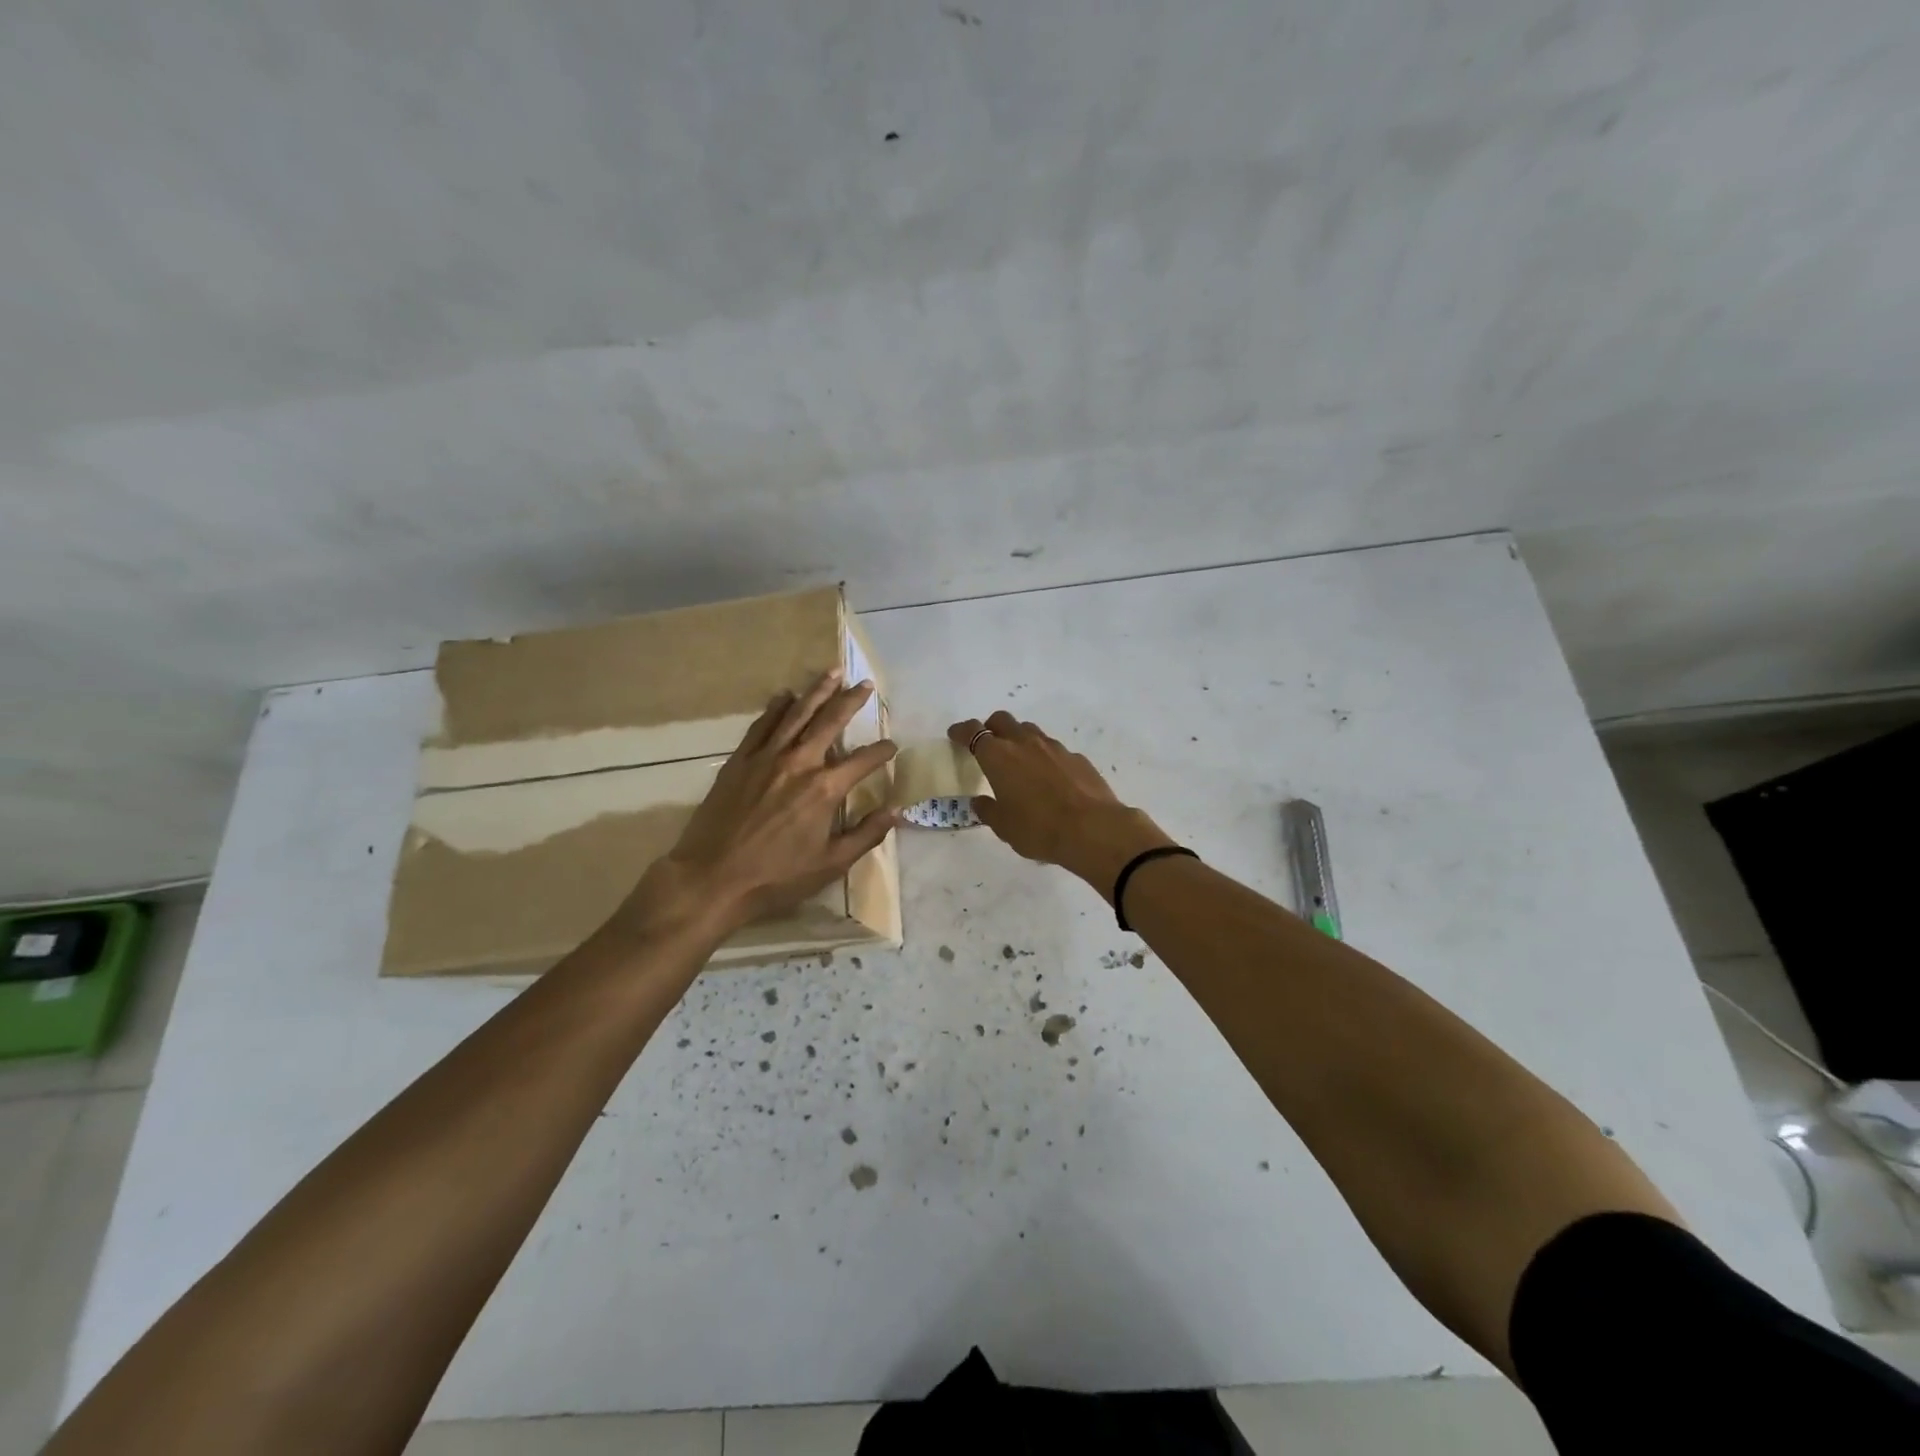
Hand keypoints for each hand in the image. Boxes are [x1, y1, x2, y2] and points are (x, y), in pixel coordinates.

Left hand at [615, 672, 899, 939]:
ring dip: (816, 692)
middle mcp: (798, 763)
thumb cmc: (776, 877)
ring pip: (796, 714)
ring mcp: (766, 758)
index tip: (892, 745)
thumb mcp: (831, 864)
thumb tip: (896, 810)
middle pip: (830, 722)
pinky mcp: (739, 761)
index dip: (881, 751)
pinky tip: (784, 696)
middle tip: (864, 684)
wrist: (712, 878)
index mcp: (824, 789)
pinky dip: (775, 708)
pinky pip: (761, 726)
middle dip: (851, 701)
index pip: (863, 761)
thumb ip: (866, 834)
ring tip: (831, 673)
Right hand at [948, 711, 1176, 898]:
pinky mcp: (1076, 757)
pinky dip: (1045, 757)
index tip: (955, 735)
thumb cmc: (1038, 828)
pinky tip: (1049, 779)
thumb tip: (981, 801)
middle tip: (987, 744)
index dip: (962, 731)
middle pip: (1002, 720)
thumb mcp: (1003, 826)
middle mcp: (1025, 743)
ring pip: (1030, 731)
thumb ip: (988, 810)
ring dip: (1019, 739)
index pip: (973, 732)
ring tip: (1019, 761)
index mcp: (999, 756)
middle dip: (991, 727)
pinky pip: (1054, 749)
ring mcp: (1054, 747)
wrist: (1092, 829)